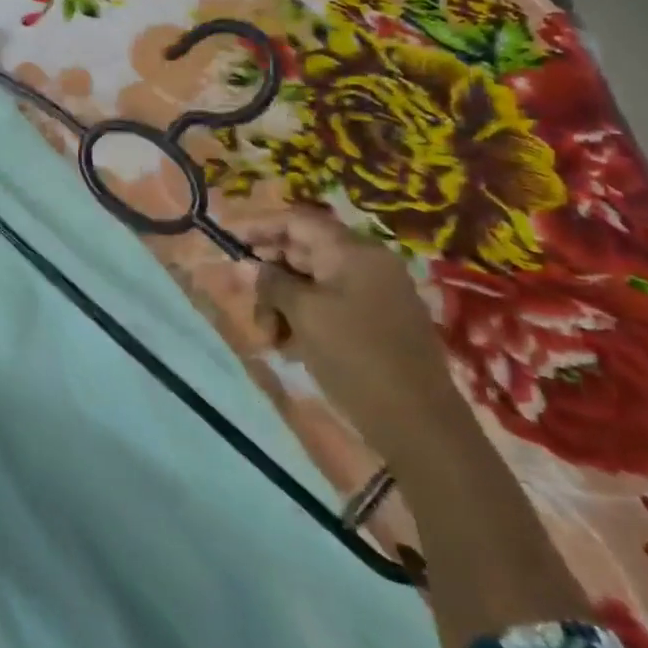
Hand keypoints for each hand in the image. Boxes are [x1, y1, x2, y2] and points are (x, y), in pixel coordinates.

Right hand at [246, 205, 470, 469]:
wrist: (420, 425)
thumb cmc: (356, 357)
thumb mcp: (304, 315)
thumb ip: (272, 283)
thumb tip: (246, 264)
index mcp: (354, 251)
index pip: (297, 221)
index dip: (259, 227)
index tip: (227, 241)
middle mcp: (367, 264)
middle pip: (302, 251)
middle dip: (269, 276)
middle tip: (245, 302)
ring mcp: (375, 294)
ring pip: (311, 283)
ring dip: (282, 304)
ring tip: (269, 338)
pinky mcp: (377, 323)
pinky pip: (329, 306)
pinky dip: (303, 319)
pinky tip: (290, 348)